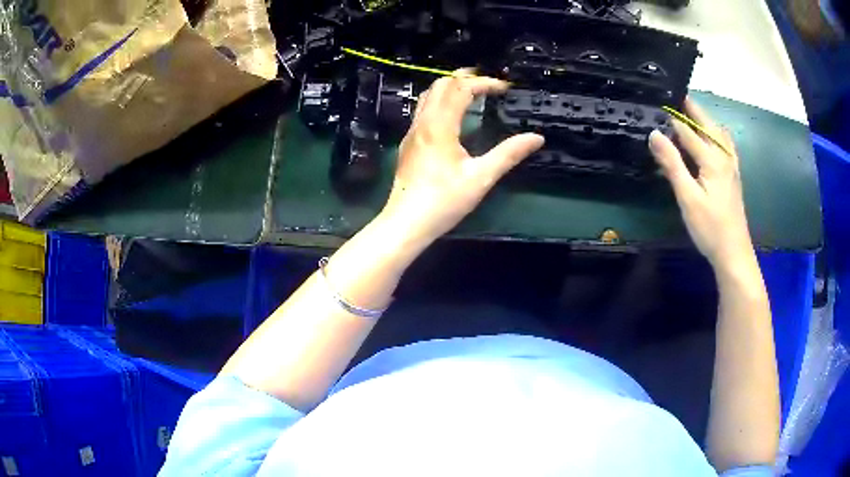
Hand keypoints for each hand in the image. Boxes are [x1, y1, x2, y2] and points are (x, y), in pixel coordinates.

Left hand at [380, 72, 543, 243]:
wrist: (406, 223)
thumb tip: (537, 138)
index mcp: (440, 126)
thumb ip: (509, 154)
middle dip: (465, 78)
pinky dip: (440, 102)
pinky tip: (453, 117)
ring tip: (473, 93)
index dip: (485, 82)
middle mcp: (422, 122)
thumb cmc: (444, 201)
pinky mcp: (408, 144)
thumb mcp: (482, 178)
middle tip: (488, 83)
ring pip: (428, 96)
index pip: (461, 88)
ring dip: (450, 88)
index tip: (505, 88)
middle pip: (440, 84)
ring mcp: (412, 132)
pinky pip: (423, 111)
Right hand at [649, 98, 753, 267]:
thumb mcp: (688, 197)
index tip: (654, 102)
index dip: (669, 117)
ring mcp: (731, 164)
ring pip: (717, 131)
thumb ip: (672, 163)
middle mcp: (724, 154)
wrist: (734, 252)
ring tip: (688, 111)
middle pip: (705, 123)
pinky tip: (711, 136)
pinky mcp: (733, 173)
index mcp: (712, 157)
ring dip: (703, 117)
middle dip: (689, 107)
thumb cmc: (710, 227)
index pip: (687, 130)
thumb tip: (654, 134)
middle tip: (671, 95)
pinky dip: (715, 131)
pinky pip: (725, 143)